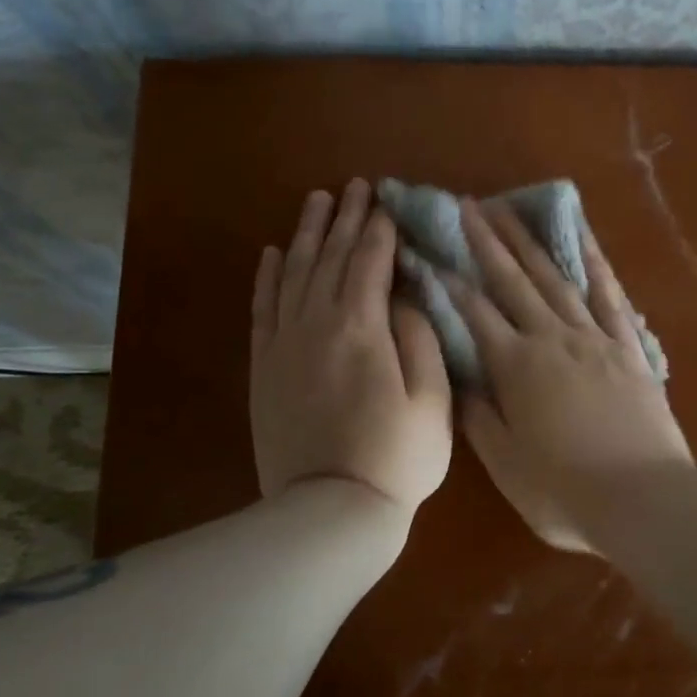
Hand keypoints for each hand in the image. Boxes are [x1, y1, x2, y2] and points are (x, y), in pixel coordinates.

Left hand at [250, 180, 452, 515]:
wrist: (330, 510)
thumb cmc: (396, 457)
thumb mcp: (433, 400)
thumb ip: (420, 338)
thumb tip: (405, 296)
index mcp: (362, 328)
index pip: (369, 262)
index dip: (378, 229)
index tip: (385, 202)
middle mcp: (316, 324)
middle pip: (329, 257)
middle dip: (344, 218)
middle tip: (353, 186)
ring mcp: (284, 344)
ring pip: (293, 273)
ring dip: (305, 234)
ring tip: (316, 201)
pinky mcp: (264, 367)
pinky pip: (263, 308)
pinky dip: (267, 276)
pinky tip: (273, 253)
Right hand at [453, 199, 691, 551]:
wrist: (645, 498)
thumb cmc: (565, 491)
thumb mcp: (506, 464)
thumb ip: (479, 417)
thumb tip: (460, 379)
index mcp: (517, 367)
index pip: (474, 313)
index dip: (449, 281)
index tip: (430, 250)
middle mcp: (552, 339)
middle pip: (513, 282)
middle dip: (487, 242)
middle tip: (468, 206)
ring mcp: (595, 338)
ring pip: (556, 278)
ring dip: (530, 243)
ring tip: (511, 210)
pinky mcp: (629, 347)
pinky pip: (610, 296)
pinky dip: (595, 263)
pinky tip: (583, 238)